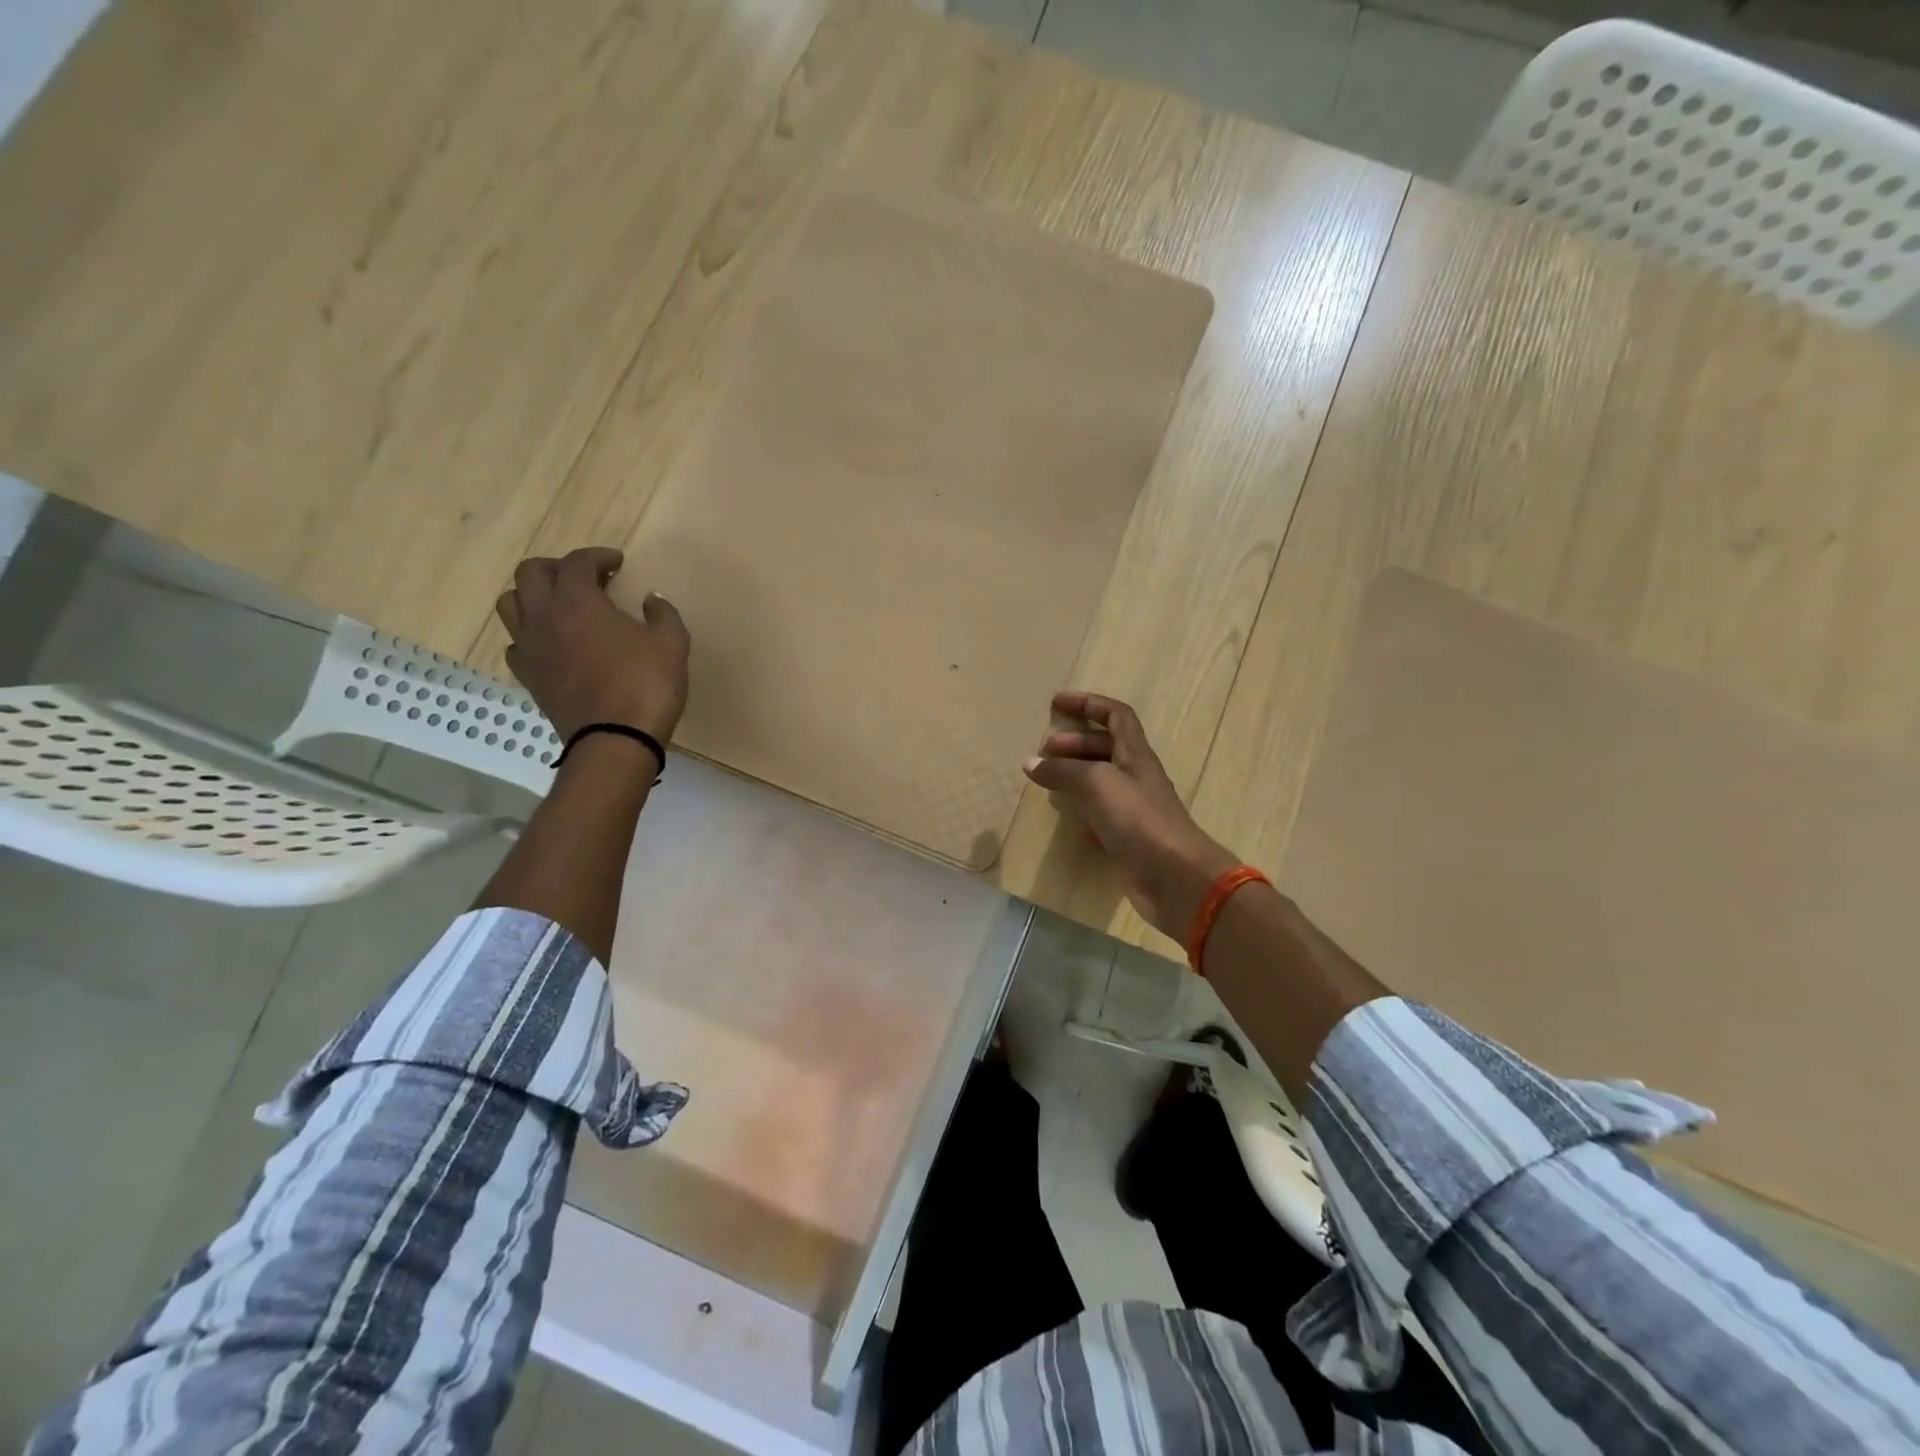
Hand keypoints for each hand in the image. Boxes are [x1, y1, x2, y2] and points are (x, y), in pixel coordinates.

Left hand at [495, 547, 689, 743]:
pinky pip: (517, 643)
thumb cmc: (646, 685)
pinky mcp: (528, 676)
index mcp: (578, 601)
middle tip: (586, 578)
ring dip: (534, 596)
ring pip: (511, 604)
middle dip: (557, 568)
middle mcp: (544, 616)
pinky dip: (532, 634)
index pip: (577, 562)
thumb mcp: (671, 643)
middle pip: (530, 573)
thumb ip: (662, 614)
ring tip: (560, 606)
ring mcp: (530, 647)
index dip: (598, 557)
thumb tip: (651, 600)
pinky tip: (554, 644)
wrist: (615, 741)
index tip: (618, 563)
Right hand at [1024, 691, 1239, 941]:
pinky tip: (1069, 824)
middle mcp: (1137, 777)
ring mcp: (1135, 810)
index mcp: (1135, 754)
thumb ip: (1063, 770)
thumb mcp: (1096, 784)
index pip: (1115, 715)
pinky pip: (1103, 819)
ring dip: (1076, 777)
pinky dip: (1084, 816)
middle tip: (1045, 751)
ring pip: (1102, 783)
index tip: (1057, 703)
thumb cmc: (1138, 818)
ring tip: (1049, 782)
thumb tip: (1031, 762)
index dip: (1088, 703)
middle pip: (1106, 748)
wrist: (1174, 877)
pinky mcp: (1130, 840)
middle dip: (1075, 743)